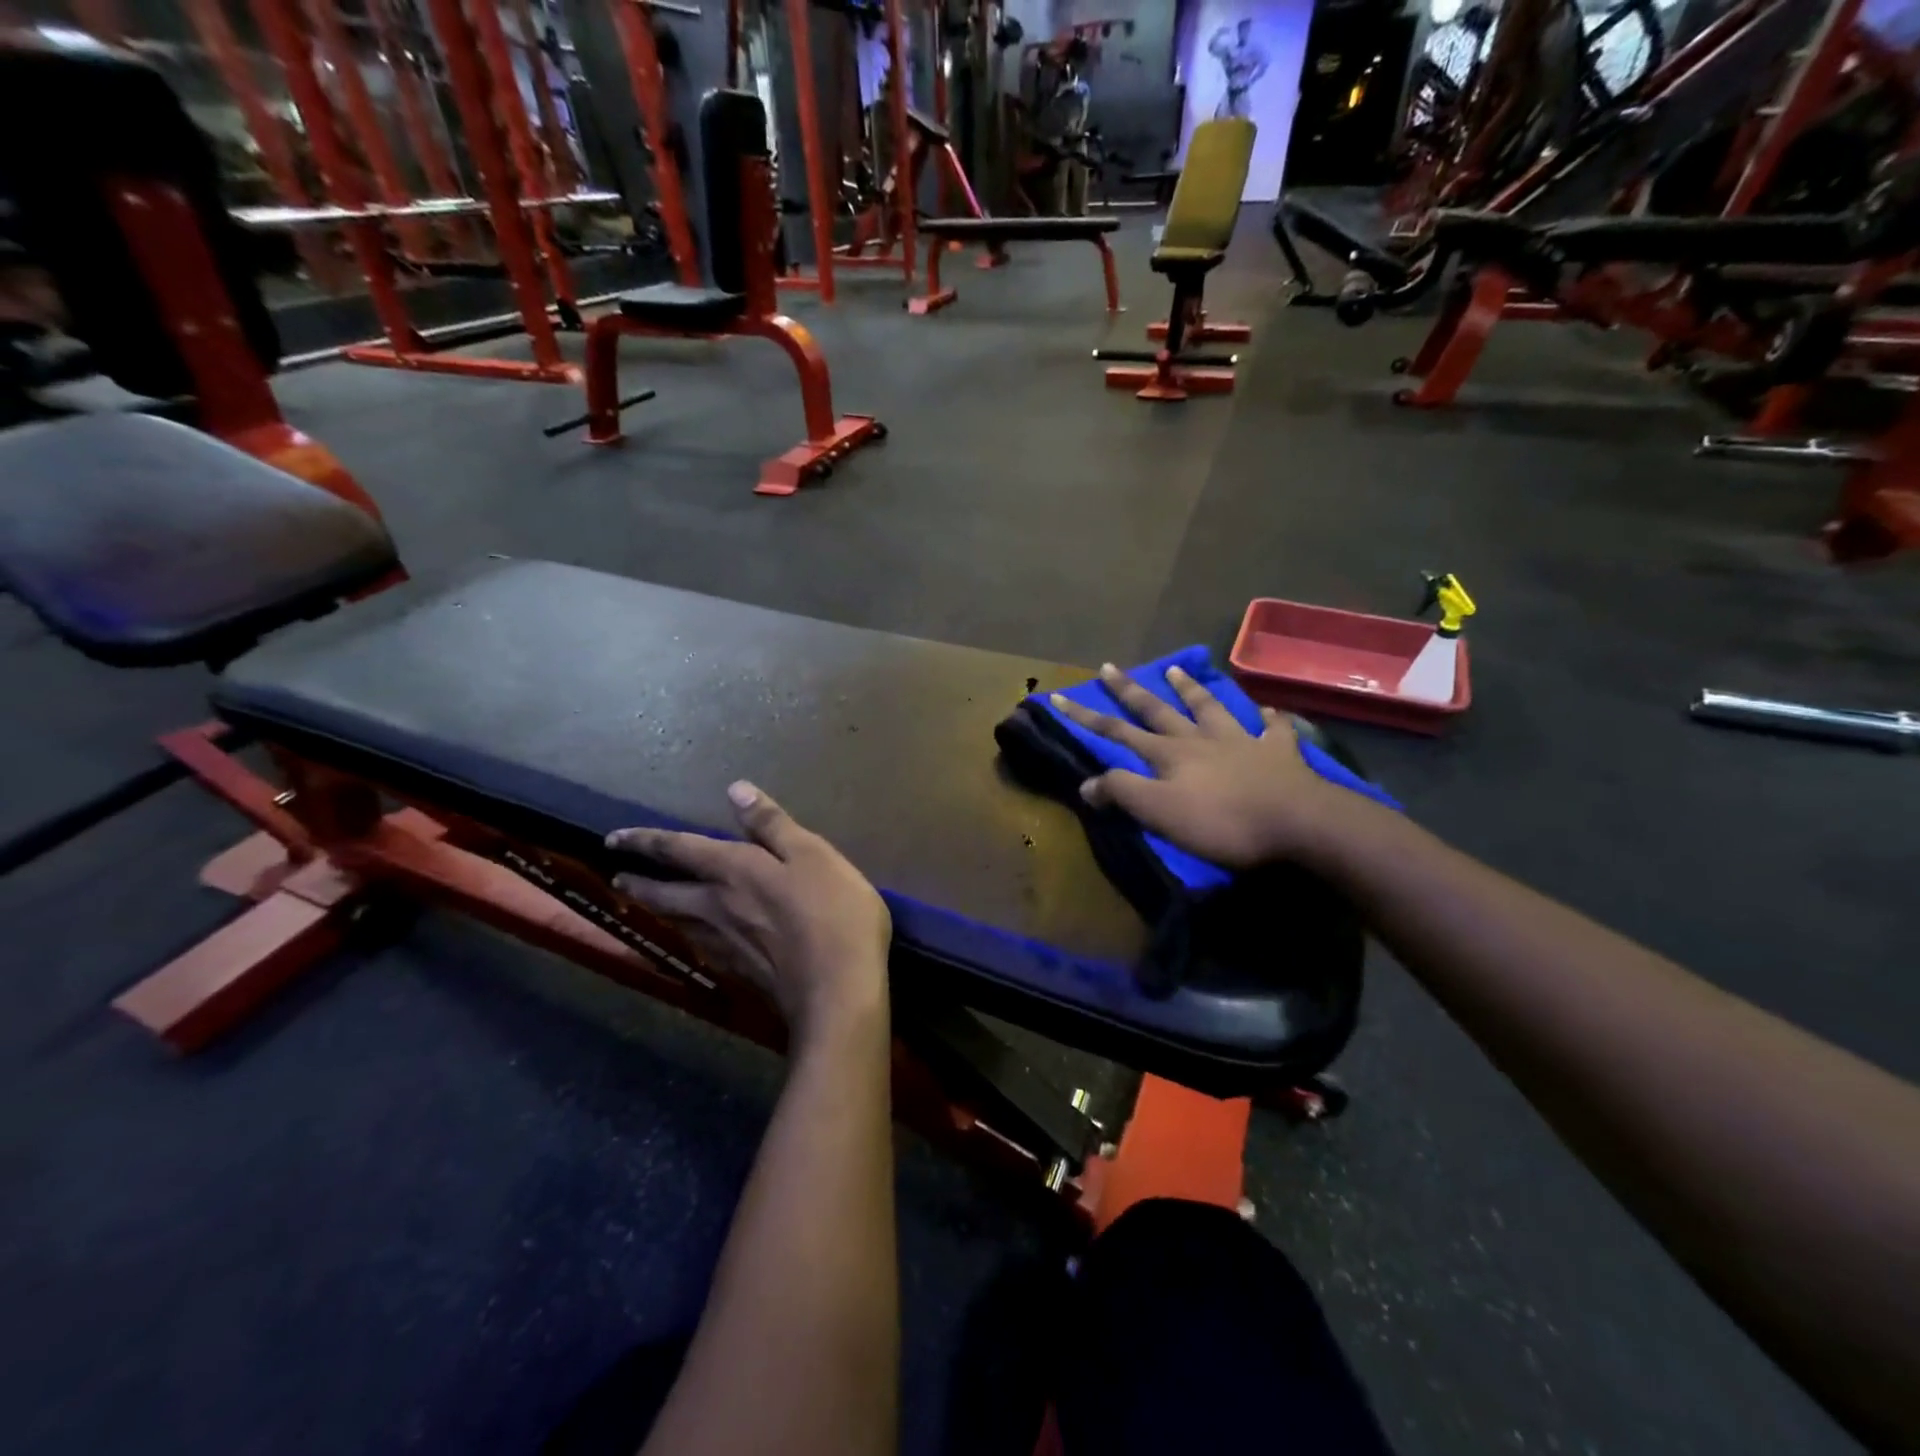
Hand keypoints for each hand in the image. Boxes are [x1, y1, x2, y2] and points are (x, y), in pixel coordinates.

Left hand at [606, 782, 890, 1042]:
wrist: (837, 989)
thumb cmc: (833, 911)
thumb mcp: (811, 854)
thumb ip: (772, 824)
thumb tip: (735, 789)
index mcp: (734, 871)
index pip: (679, 850)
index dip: (646, 841)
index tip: (613, 838)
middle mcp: (717, 907)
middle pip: (667, 893)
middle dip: (640, 883)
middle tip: (618, 878)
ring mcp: (726, 944)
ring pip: (678, 923)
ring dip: (657, 910)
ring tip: (646, 905)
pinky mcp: (740, 972)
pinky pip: (700, 947)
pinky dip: (688, 937)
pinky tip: (694, 941)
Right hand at [1049, 663, 1358, 869]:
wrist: (1297, 822)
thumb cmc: (1222, 822)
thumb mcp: (1160, 812)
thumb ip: (1122, 793)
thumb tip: (1086, 783)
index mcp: (1169, 754)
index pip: (1117, 732)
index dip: (1086, 717)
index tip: (1059, 697)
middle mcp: (1200, 739)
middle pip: (1158, 711)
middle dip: (1129, 691)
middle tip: (1109, 666)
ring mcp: (1242, 741)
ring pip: (1210, 708)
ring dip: (1190, 689)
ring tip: (1175, 669)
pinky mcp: (1279, 753)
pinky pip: (1273, 729)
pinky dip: (1268, 717)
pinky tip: (1268, 708)